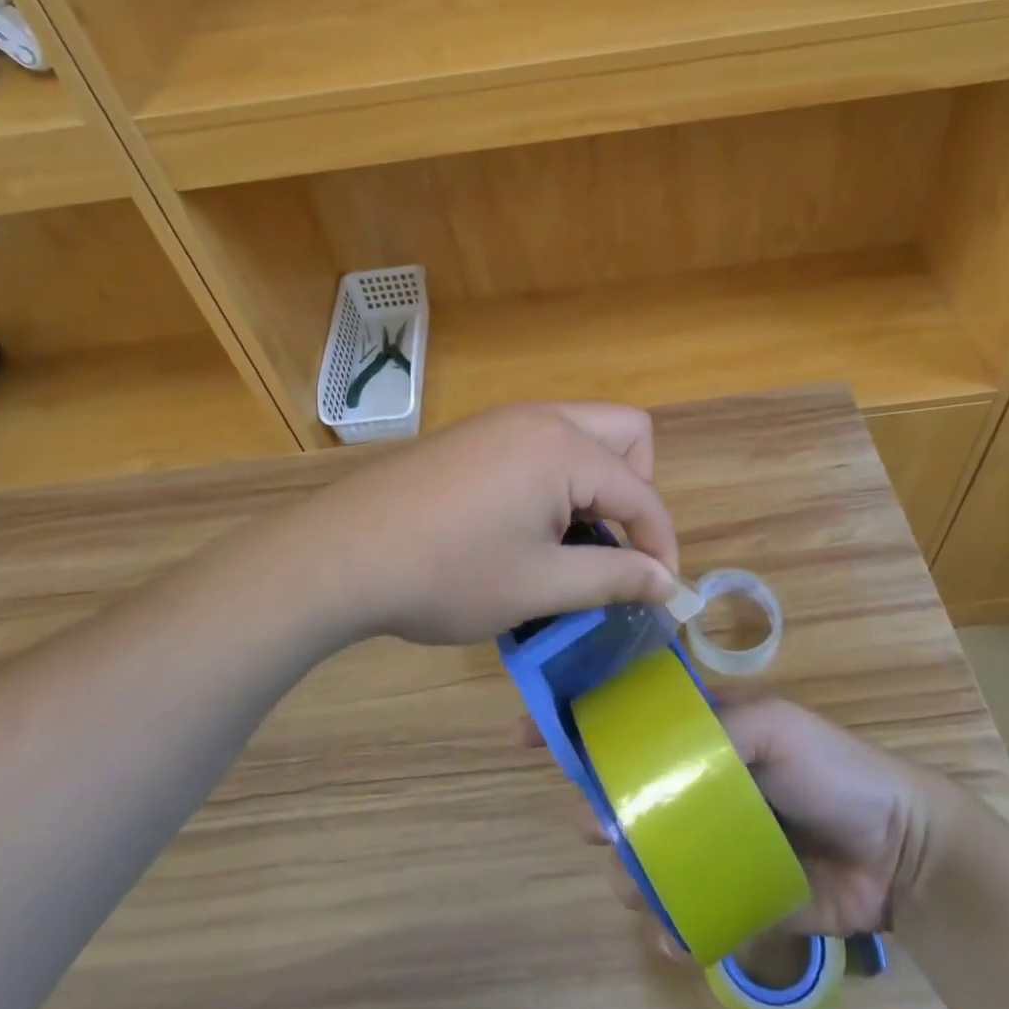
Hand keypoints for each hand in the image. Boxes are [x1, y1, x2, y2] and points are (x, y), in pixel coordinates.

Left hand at [265, 403, 680, 646]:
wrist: (340, 555)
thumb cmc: (447, 574)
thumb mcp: (539, 586)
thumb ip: (613, 577)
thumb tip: (668, 582)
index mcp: (563, 448)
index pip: (641, 490)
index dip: (660, 543)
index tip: (660, 591)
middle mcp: (539, 418)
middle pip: (626, 433)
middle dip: (635, 488)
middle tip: (610, 541)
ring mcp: (502, 421)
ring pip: (583, 433)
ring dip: (595, 481)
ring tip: (566, 539)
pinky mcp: (475, 434)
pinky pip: (543, 441)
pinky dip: (558, 476)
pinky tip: (522, 523)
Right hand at [553, 695, 946, 951]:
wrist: (897, 851)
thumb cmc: (831, 766)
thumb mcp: (775, 724)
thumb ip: (717, 728)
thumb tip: (652, 761)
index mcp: (700, 733)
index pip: (628, 721)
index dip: (578, 722)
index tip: (528, 734)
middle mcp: (694, 783)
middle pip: (624, 793)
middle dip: (596, 807)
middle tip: (596, 824)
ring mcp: (708, 841)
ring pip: (643, 856)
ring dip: (630, 873)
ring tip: (641, 884)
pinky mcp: (729, 894)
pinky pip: (682, 912)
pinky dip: (668, 927)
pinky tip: (673, 936)